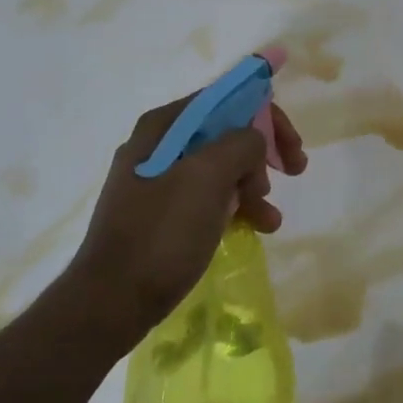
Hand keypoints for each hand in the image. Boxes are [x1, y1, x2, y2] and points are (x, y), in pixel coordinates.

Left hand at [69, 94, 308, 329]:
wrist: (110, 304)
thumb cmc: (162, 233)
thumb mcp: (208, 176)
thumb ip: (242, 143)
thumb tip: (254, 142)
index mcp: (164, 126)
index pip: (227, 99)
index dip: (266, 115)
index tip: (292, 145)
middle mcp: (159, 145)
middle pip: (227, 132)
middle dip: (263, 152)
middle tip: (293, 171)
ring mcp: (158, 181)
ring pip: (222, 167)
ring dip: (254, 185)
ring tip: (269, 218)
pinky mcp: (162, 214)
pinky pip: (209, 196)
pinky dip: (236, 206)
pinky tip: (256, 228)